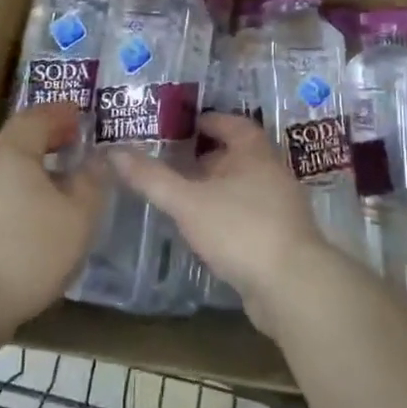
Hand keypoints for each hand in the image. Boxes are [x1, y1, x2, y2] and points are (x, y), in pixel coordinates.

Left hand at [0, 103, 104, 336]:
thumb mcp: (78, 216)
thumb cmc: (29, 251)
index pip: (38, 115)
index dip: (63, 113)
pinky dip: (23, 186)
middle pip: (20, 137)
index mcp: (12, 151)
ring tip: (64, 178)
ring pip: (9, 164)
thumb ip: (92, 181)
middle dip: (50, 136)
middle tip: (77, 143)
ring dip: (36, 164)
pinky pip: (0, 187)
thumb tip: (97, 160)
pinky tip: (40, 210)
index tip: (85, 117)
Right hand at [107, 113, 329, 331]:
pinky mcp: (281, 238)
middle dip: (209, 156)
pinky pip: (250, 214)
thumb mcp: (188, 202)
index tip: (183, 126)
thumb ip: (152, 178)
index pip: (233, 124)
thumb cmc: (240, 229)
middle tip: (176, 160)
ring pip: (245, 186)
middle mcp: (272, 173)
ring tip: (185, 195)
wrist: (292, 286)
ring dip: (218, 187)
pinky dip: (228, 214)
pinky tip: (207, 229)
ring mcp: (281, 207)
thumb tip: (114, 152)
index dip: (209, 121)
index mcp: (255, 153)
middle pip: (239, 155)